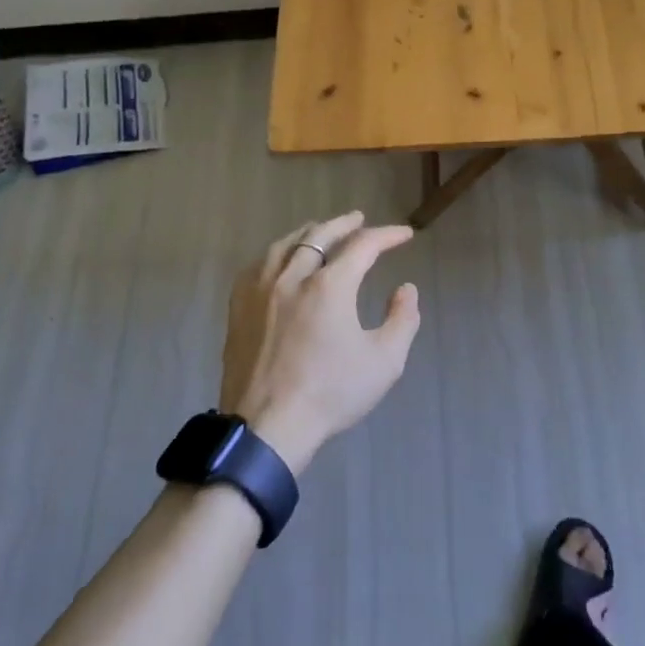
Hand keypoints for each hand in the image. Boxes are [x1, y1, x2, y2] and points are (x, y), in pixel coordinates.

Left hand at [219, 211, 421, 475]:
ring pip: (285, 245)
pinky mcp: (239, 308)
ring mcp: (260, 290)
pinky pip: (258, 265)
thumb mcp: (384, 362)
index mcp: (329, 286)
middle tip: (359, 219)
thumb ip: (403, 320)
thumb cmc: (330, 394)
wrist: (267, 426)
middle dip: (344, 224)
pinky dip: (277, 253)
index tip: (404, 235)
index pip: (363, 245)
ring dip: (308, 233)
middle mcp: (292, 277)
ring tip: (320, 231)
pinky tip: (281, 260)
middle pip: (319, 235)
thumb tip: (406, 290)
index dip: (387, 235)